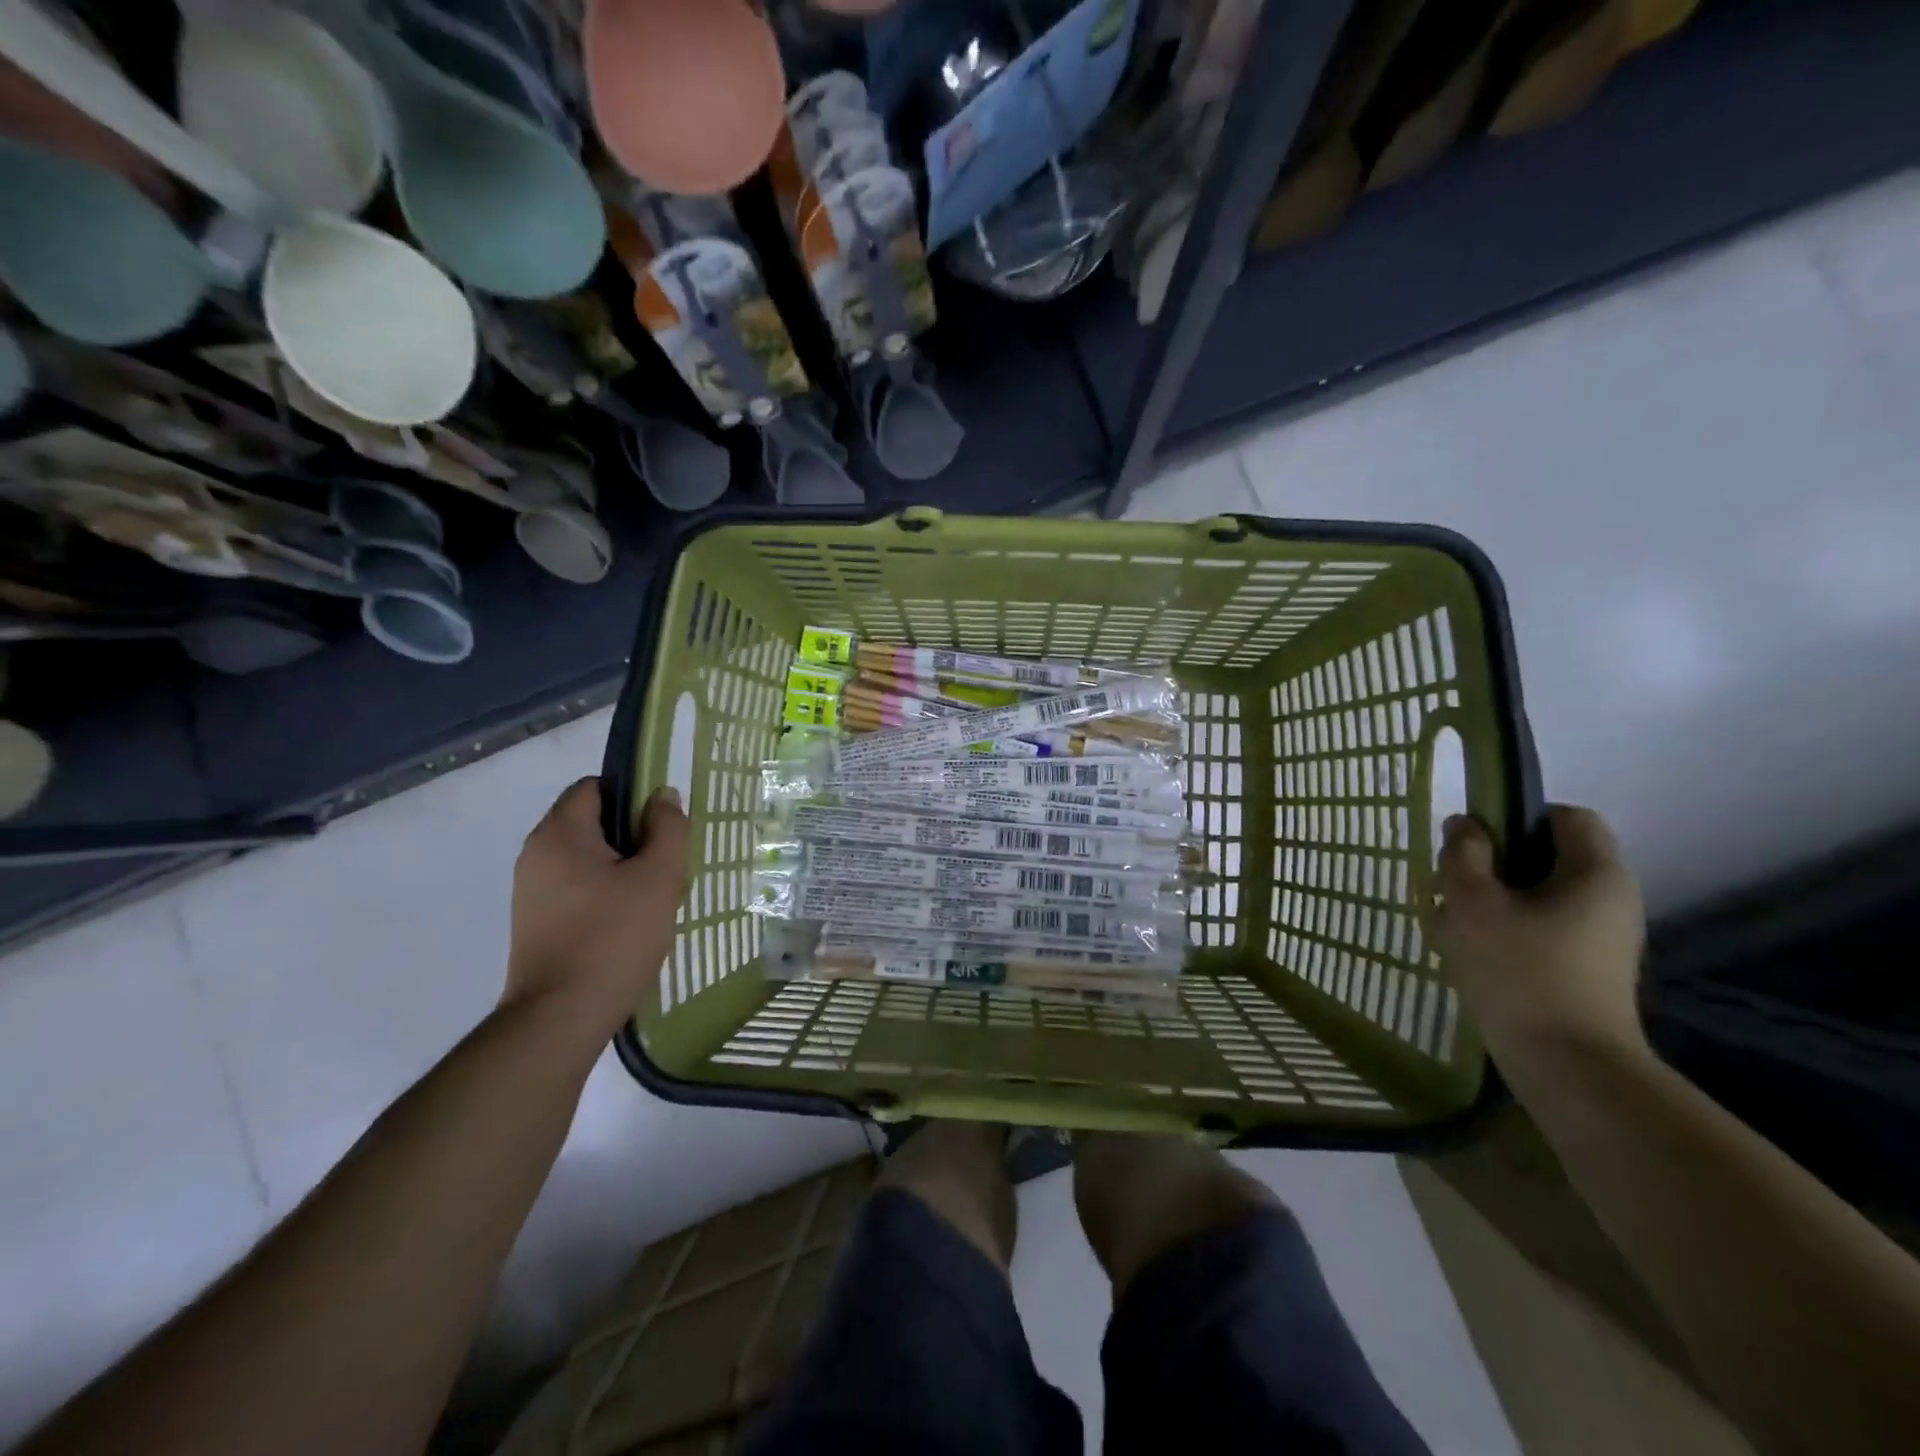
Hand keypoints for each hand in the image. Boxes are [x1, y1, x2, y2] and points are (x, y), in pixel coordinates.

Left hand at [502, 778, 689, 1045]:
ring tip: (655, 898)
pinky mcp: (535, 922)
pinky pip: (577, 888)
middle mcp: (536, 854)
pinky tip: (632, 923)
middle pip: (592, 822)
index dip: (632, 794)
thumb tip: (663, 796)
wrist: (560, 1018)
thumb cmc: (613, 938)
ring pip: (588, 858)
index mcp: (559, 834)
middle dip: (634, 836)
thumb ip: (667, 829)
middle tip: (668, 865)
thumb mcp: (658, 878)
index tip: (663, 824)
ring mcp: (531, 891)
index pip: (594, 786)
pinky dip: (606, 893)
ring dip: (624, 868)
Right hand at [1435, 804, 1647, 1066]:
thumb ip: (1464, 854)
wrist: (1568, 1067)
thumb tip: (1465, 825)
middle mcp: (1609, 899)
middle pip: (1545, 857)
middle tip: (1450, 886)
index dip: (1517, 816)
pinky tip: (1468, 952)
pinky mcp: (1583, 969)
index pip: (1566, 816)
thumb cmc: (1520, 972)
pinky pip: (1538, 929)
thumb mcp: (1472, 902)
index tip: (1475, 843)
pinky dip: (1502, 930)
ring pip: (1535, 895)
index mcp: (1596, 873)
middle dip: (1491, 864)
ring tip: (1450, 923)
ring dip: (1489, 900)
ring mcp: (1599, 938)